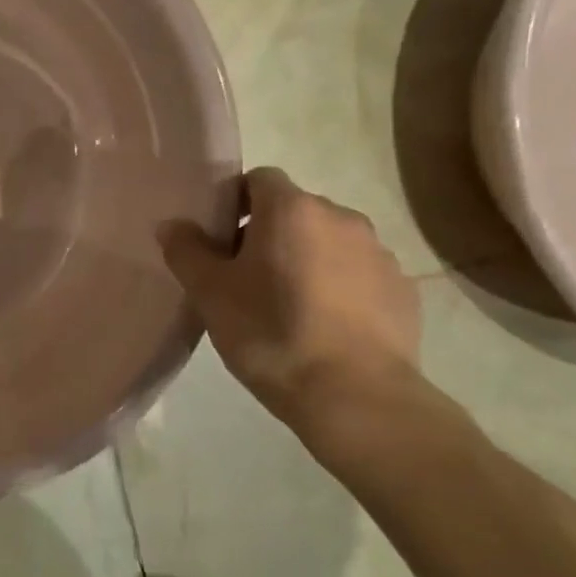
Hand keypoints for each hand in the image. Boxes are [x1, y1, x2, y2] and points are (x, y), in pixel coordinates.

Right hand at [160, 168, 421, 438]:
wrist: (356, 397)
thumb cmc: (271, 333)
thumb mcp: (210, 293)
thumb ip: (186, 250)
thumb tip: (172, 224)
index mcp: (292, 210)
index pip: (259, 179)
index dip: (235, 202)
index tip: (221, 240)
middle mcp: (341, 218)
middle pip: (294, 210)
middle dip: (269, 233)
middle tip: (245, 277)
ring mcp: (379, 254)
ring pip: (329, 242)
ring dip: (306, 259)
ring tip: (287, 305)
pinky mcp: (403, 291)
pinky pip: (358, 274)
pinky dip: (339, 287)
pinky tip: (324, 326)